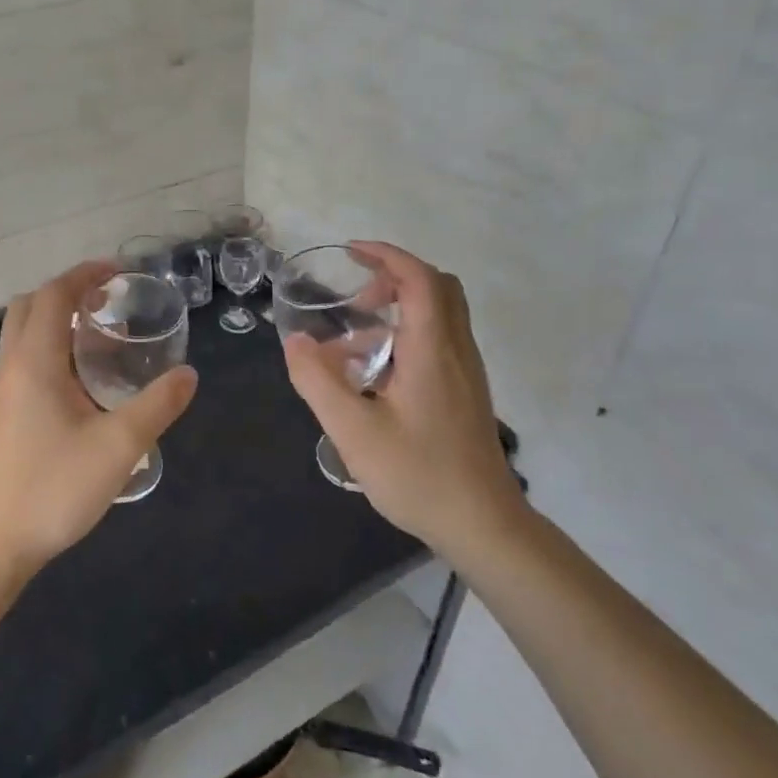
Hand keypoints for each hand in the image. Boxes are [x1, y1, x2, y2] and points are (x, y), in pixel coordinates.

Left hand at [0, 261, 198, 576]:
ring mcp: (0, 391)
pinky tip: (80, 379)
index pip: (53, 295)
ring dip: (56, 319)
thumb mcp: (119, 446)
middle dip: (67, 291)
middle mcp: (10, 366)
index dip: (84, 275)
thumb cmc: (54, 488)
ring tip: (100, 334)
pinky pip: (23, 359)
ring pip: (22, 333)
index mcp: (34, 361)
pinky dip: (49, 346)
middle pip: (30, 306)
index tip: (118, 272)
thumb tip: (188, 375)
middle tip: (108, 300)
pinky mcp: (0, 414)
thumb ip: (157, 406)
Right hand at [281, 242, 528, 561]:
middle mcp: (456, 351)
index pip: (419, 279)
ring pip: (439, 316)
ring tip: (350, 347)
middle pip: (437, 287)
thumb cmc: (418, 475)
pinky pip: (438, 343)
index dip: (386, 256)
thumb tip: (295, 342)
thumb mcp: (353, 431)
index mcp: (433, 350)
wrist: (482, 525)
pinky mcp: (465, 393)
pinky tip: (373, 379)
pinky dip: (405, 338)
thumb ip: (318, 382)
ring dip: (397, 311)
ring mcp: (466, 373)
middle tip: (355, 298)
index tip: (351, 252)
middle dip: (394, 278)